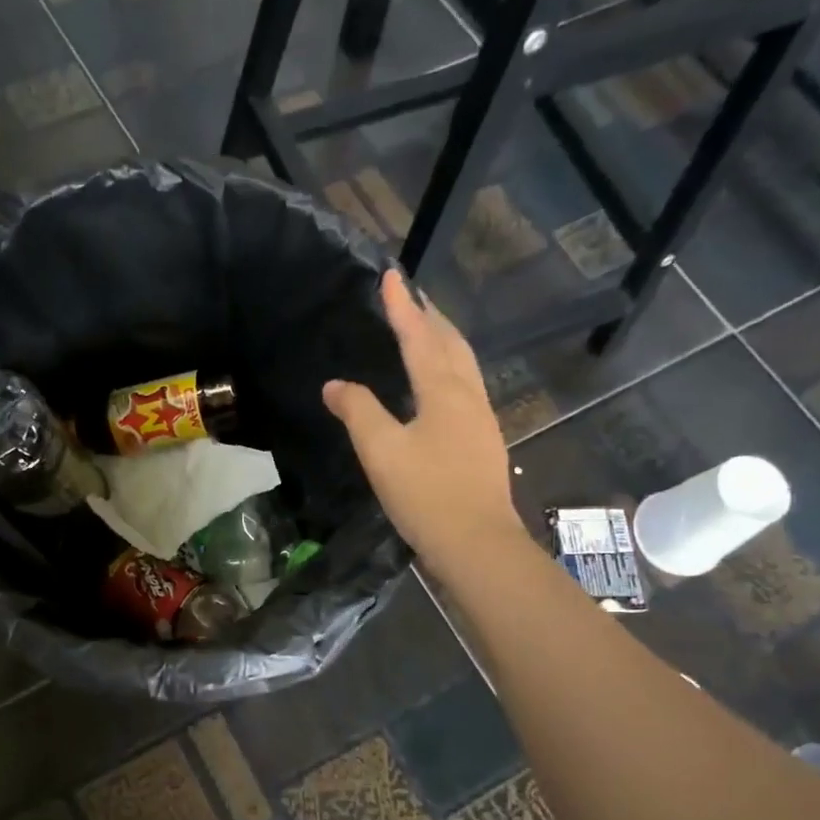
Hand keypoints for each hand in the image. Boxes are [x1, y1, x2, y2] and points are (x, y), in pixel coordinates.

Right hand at [323, 269, 522, 581]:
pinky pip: (466, 388)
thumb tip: (335, 385)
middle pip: (451, 344)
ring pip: (464, 366)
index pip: (418, 337)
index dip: (402, 307)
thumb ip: (358, 411)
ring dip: (445, 341)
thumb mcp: (381, 451)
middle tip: (412, 297)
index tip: (390, 276)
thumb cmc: (426, 494)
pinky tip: (441, 385)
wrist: (477, 543)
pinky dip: (450, 369)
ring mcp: (481, 419)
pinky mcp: (483, 442)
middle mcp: (468, 396)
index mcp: (443, 391)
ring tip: (428, 330)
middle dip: (430, 317)